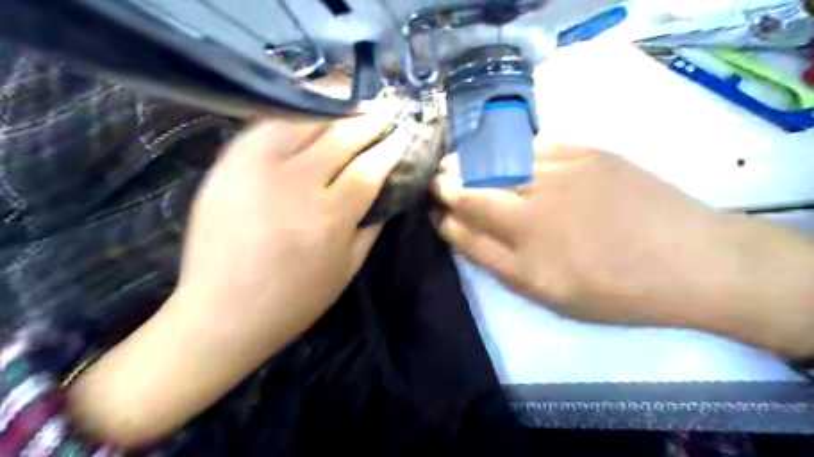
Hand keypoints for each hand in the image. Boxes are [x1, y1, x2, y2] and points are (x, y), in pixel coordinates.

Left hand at [68, 102, 414, 447]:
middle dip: (369, 122)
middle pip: (341, 138)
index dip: (389, 149)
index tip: (401, 136)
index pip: (368, 169)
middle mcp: (297, 185)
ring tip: (354, 105)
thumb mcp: (347, 269)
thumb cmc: (295, 299)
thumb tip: (387, 194)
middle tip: (384, 112)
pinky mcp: (229, 164)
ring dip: (336, 110)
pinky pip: (267, 125)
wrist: (224, 312)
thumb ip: (371, 227)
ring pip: (305, 122)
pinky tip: (311, 110)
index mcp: (330, 217)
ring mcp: (258, 169)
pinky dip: (293, 113)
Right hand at [435, 144, 728, 325]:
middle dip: (446, 185)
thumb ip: (501, 265)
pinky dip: (506, 144)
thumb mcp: (551, 296)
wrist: (690, 260)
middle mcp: (533, 216)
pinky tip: (497, 146)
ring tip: (456, 161)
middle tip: (438, 180)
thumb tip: (466, 232)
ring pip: (495, 163)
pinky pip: (531, 143)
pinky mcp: (584, 153)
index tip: (436, 212)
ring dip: (468, 161)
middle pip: (472, 193)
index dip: (445, 220)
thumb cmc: (616, 290)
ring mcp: (559, 178)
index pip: (465, 232)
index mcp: (525, 260)